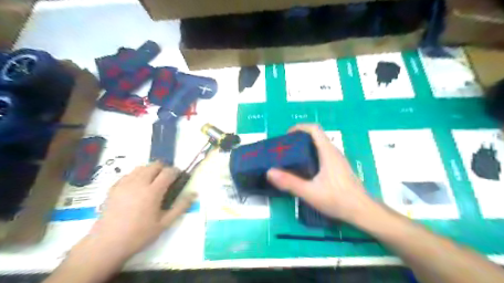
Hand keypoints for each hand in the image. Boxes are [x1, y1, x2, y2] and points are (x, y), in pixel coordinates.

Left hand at [84, 162, 193, 260]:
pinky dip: (137, 175)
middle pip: (154, 165)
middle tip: (166, 180)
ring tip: (152, 182)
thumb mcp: (164, 223)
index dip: (176, 171)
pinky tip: (137, 186)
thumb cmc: (139, 235)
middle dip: (164, 168)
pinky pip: (129, 174)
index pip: (168, 172)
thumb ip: (181, 207)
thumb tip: (194, 193)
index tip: (179, 177)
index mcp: (152, 191)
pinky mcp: (114, 187)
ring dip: (150, 170)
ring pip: (141, 167)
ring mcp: (124, 184)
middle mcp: (139, 183)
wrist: (107, 244)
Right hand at [267, 125, 373, 223]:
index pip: (314, 129)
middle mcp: (334, 152)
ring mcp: (338, 160)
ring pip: (320, 146)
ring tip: (292, 158)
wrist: (362, 211)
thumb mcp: (310, 192)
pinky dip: (312, 155)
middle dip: (300, 138)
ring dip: (306, 147)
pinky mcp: (339, 168)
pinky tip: (306, 170)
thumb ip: (289, 182)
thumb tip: (270, 172)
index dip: (300, 127)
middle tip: (286, 149)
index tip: (287, 135)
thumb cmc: (338, 199)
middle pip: (316, 136)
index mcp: (328, 153)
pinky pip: (323, 154)